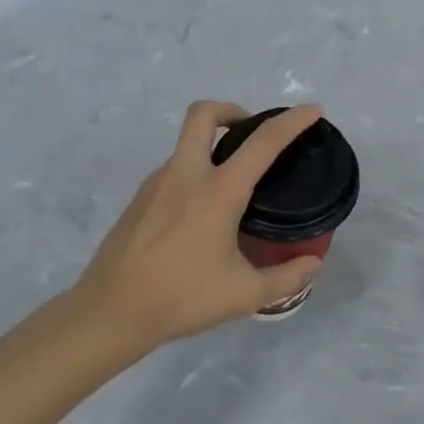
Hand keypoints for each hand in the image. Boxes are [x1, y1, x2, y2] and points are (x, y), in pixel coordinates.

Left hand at [70, 102, 326, 352]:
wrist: (109, 313)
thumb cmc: (181, 298)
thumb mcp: (244, 295)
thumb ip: (286, 278)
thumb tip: (313, 265)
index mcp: (219, 190)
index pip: (264, 141)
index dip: (293, 121)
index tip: (313, 110)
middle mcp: (187, 174)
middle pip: (204, 114)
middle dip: (232, 110)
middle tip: (251, 134)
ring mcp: (157, 183)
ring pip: (186, 142)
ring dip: (212, 145)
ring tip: (233, 184)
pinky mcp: (139, 198)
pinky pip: (174, 169)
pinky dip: (194, 172)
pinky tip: (201, 212)